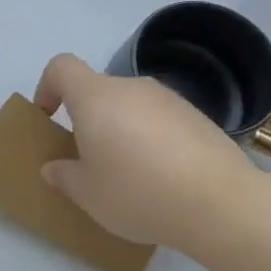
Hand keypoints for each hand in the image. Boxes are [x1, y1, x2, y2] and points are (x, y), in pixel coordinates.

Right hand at [33, 53, 268, 253]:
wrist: (222, 203)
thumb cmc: (138, 192)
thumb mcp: (88, 195)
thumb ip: (65, 176)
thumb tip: (54, 168)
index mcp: (95, 97)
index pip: (62, 67)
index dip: (47, 86)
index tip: (50, 118)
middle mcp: (131, 87)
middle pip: (98, 91)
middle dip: (89, 119)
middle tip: (92, 161)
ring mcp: (169, 99)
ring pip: (132, 106)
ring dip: (123, 130)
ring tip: (133, 174)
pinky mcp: (199, 117)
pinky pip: (162, 121)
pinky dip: (154, 140)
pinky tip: (166, 178)